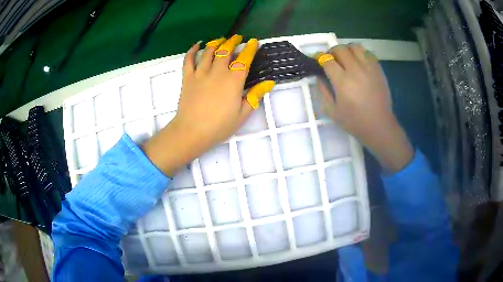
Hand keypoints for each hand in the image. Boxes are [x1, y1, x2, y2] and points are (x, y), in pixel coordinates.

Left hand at [143, 35, 274, 175]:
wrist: (191, 132)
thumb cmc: (219, 126)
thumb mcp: (242, 114)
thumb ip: (255, 96)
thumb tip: (269, 82)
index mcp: (233, 81)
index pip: (244, 59)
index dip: (250, 49)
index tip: (254, 41)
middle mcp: (218, 72)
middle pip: (226, 51)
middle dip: (233, 42)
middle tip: (237, 37)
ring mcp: (200, 73)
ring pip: (209, 52)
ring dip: (216, 43)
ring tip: (221, 39)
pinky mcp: (187, 78)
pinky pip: (189, 60)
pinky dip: (193, 50)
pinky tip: (198, 45)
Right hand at [316, 44, 412, 171]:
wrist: (379, 126)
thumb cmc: (355, 122)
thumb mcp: (332, 111)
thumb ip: (323, 90)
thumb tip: (320, 75)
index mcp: (343, 82)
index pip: (327, 60)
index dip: (319, 58)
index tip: (317, 60)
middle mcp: (356, 70)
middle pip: (340, 49)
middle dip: (332, 52)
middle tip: (331, 60)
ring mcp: (369, 68)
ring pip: (354, 46)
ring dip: (347, 50)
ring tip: (346, 59)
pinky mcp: (378, 70)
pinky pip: (367, 53)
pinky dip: (360, 54)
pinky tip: (359, 63)